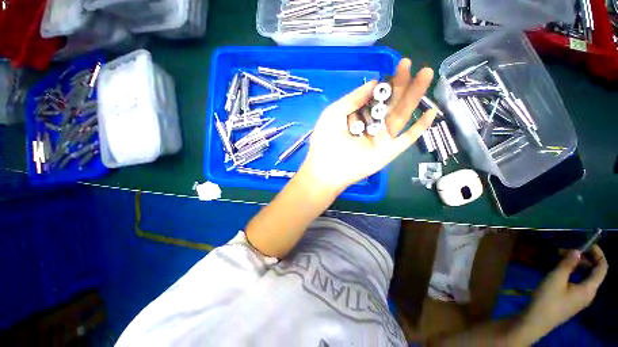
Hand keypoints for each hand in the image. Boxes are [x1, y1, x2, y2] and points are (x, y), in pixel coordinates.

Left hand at [298, 58, 436, 192]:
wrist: (328, 168)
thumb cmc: (326, 139)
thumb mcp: (335, 112)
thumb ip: (354, 98)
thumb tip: (374, 82)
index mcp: (358, 116)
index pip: (376, 98)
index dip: (386, 83)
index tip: (397, 67)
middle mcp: (371, 126)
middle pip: (390, 103)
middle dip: (402, 84)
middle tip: (413, 65)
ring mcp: (381, 138)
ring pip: (401, 115)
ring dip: (414, 96)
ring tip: (426, 75)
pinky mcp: (388, 151)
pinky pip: (407, 139)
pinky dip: (419, 127)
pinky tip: (431, 112)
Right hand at [523, 245, 607, 337]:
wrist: (536, 321)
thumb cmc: (548, 299)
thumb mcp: (555, 279)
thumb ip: (567, 264)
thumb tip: (577, 251)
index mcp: (589, 289)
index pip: (602, 268)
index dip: (598, 254)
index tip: (588, 243)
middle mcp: (588, 294)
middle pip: (593, 272)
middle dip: (583, 259)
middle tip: (565, 251)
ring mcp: (579, 299)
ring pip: (584, 278)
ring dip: (575, 266)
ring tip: (560, 259)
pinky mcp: (571, 301)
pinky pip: (577, 283)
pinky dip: (572, 274)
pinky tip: (559, 272)